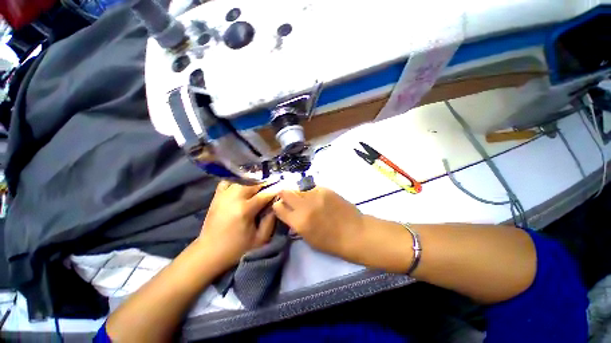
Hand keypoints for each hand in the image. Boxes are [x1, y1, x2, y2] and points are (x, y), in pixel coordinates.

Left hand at [198, 181, 277, 269]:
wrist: (209, 253)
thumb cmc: (237, 248)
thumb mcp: (260, 239)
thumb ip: (271, 220)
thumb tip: (276, 204)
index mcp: (245, 210)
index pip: (265, 194)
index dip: (276, 188)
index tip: (284, 184)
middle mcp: (234, 198)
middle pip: (254, 183)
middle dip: (267, 182)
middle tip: (275, 182)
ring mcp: (224, 195)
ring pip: (242, 180)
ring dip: (254, 180)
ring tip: (262, 183)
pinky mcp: (217, 197)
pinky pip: (228, 181)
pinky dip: (238, 180)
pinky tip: (244, 184)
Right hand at [272, 187, 366, 261]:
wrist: (354, 232)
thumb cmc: (330, 242)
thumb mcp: (307, 237)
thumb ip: (295, 222)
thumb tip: (288, 211)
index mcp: (299, 221)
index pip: (278, 207)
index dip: (278, 206)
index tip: (281, 206)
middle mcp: (305, 205)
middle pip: (285, 192)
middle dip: (284, 195)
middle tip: (289, 198)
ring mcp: (316, 195)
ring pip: (299, 189)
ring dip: (300, 194)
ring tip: (308, 201)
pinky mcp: (326, 189)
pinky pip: (313, 188)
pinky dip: (312, 193)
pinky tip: (319, 199)